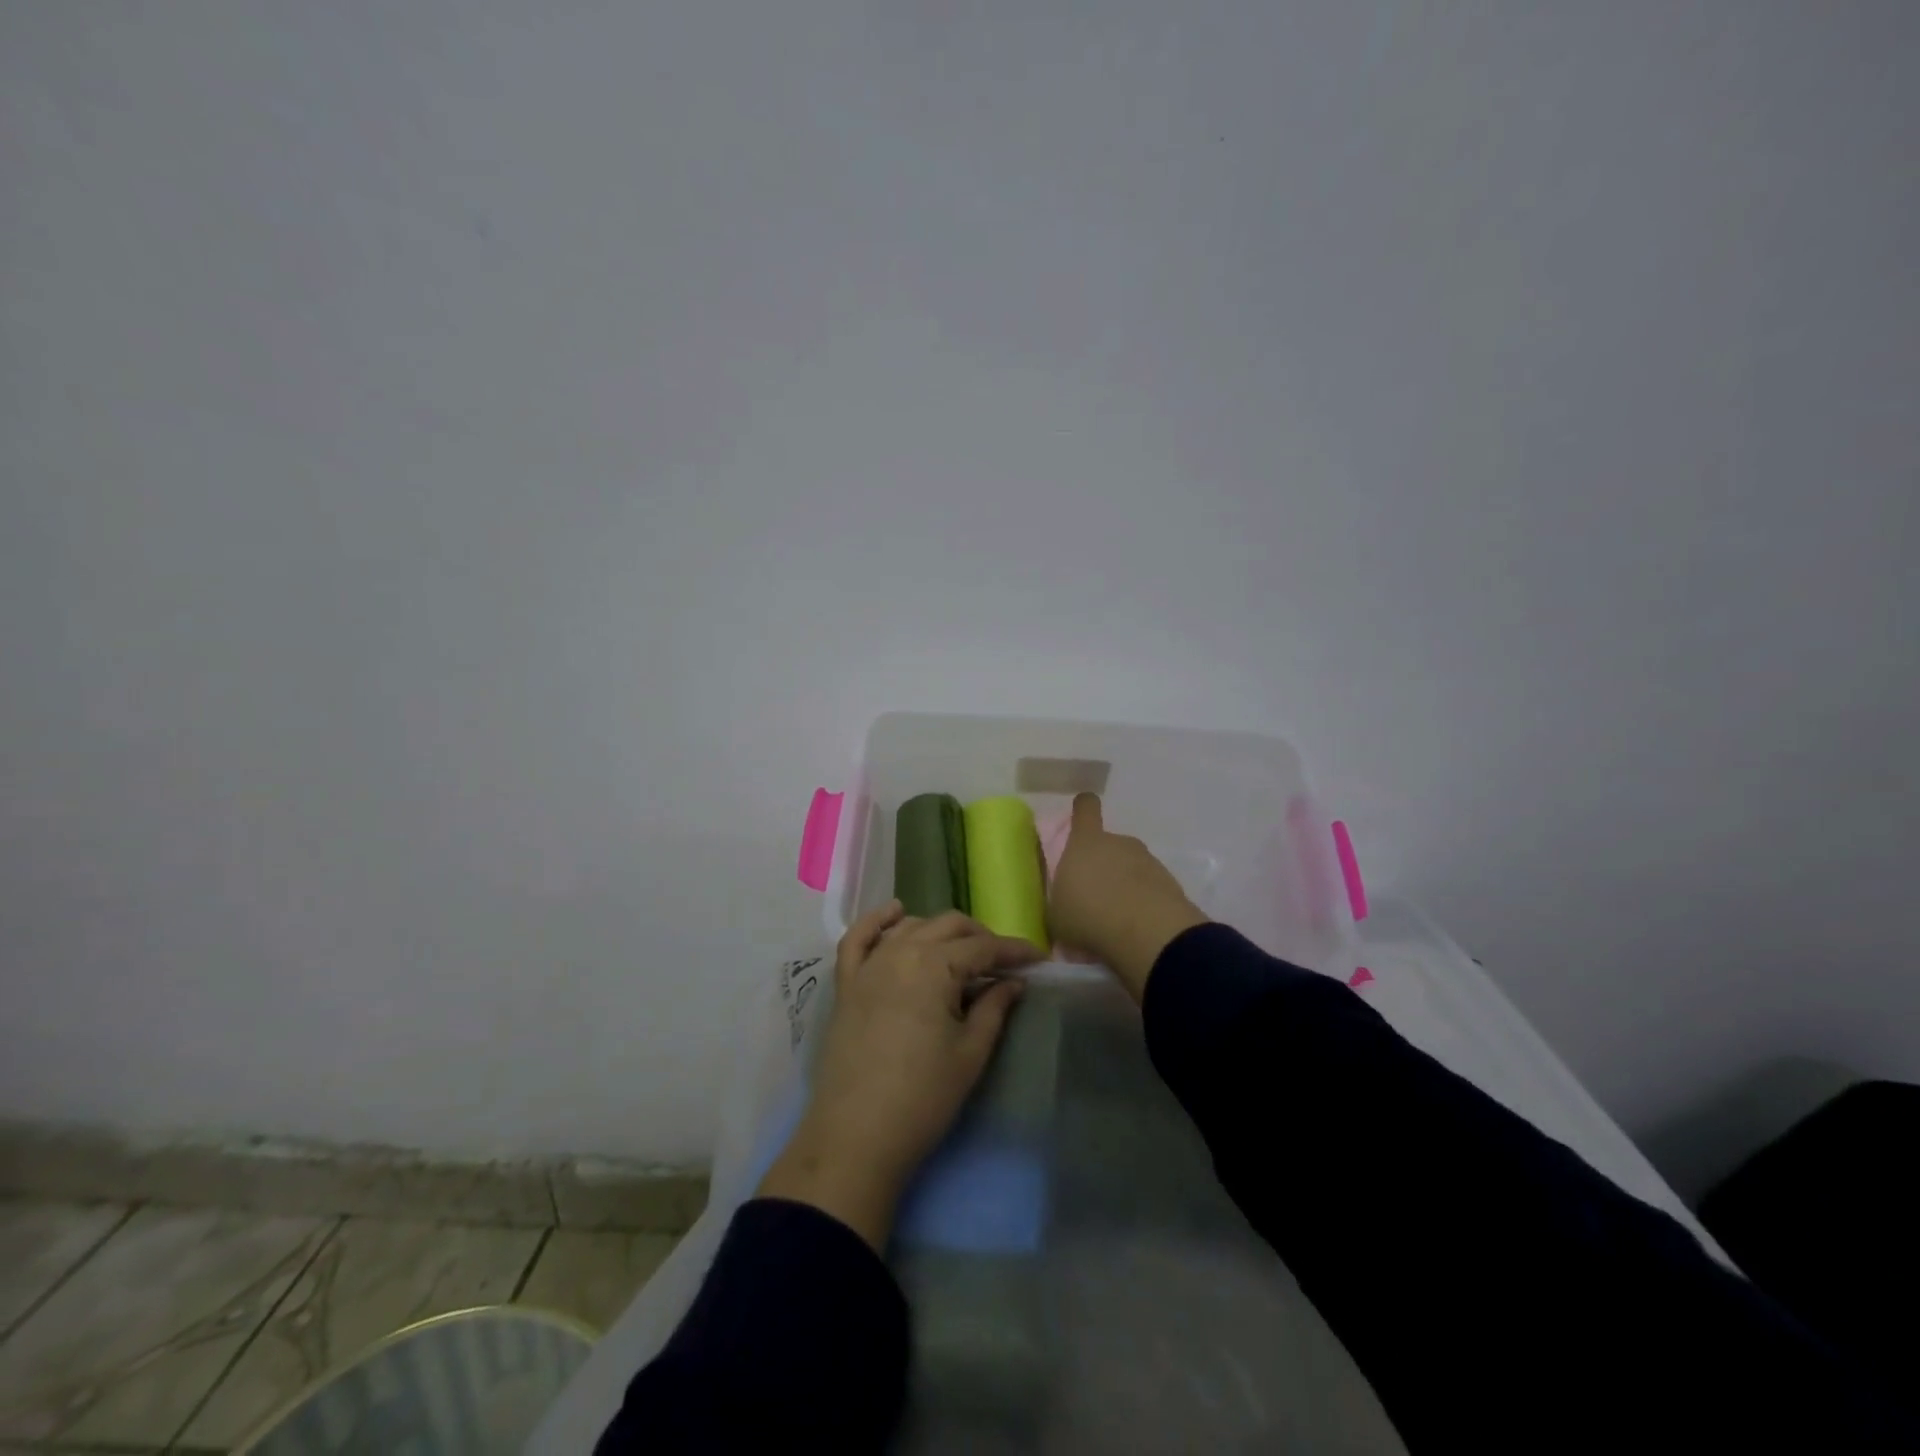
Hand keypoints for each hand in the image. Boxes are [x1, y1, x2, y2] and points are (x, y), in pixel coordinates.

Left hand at [756, 901, 1041, 1250]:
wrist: (857, 1136)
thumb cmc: (923, 1098)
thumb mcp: (970, 1053)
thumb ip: (994, 1008)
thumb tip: (1013, 982)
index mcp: (935, 965)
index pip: (983, 947)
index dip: (1014, 951)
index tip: (1038, 959)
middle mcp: (901, 951)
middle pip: (948, 926)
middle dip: (980, 937)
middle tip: (1002, 963)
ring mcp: (869, 965)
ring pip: (911, 927)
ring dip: (940, 932)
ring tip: (961, 952)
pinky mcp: (847, 983)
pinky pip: (859, 938)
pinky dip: (878, 920)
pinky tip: (896, 912)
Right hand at [1049, 792, 1207, 1000]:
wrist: (1147, 933)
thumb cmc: (1089, 915)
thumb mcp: (1056, 913)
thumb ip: (1059, 899)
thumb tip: (1064, 900)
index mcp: (1086, 842)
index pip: (1086, 809)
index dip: (1083, 808)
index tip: (1082, 814)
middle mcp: (1118, 843)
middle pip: (1109, 844)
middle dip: (1103, 865)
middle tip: (1094, 896)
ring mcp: (1147, 861)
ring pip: (1130, 867)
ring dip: (1124, 885)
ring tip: (1115, 917)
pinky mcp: (1169, 883)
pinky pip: (1149, 888)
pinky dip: (1143, 902)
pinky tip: (1136, 927)